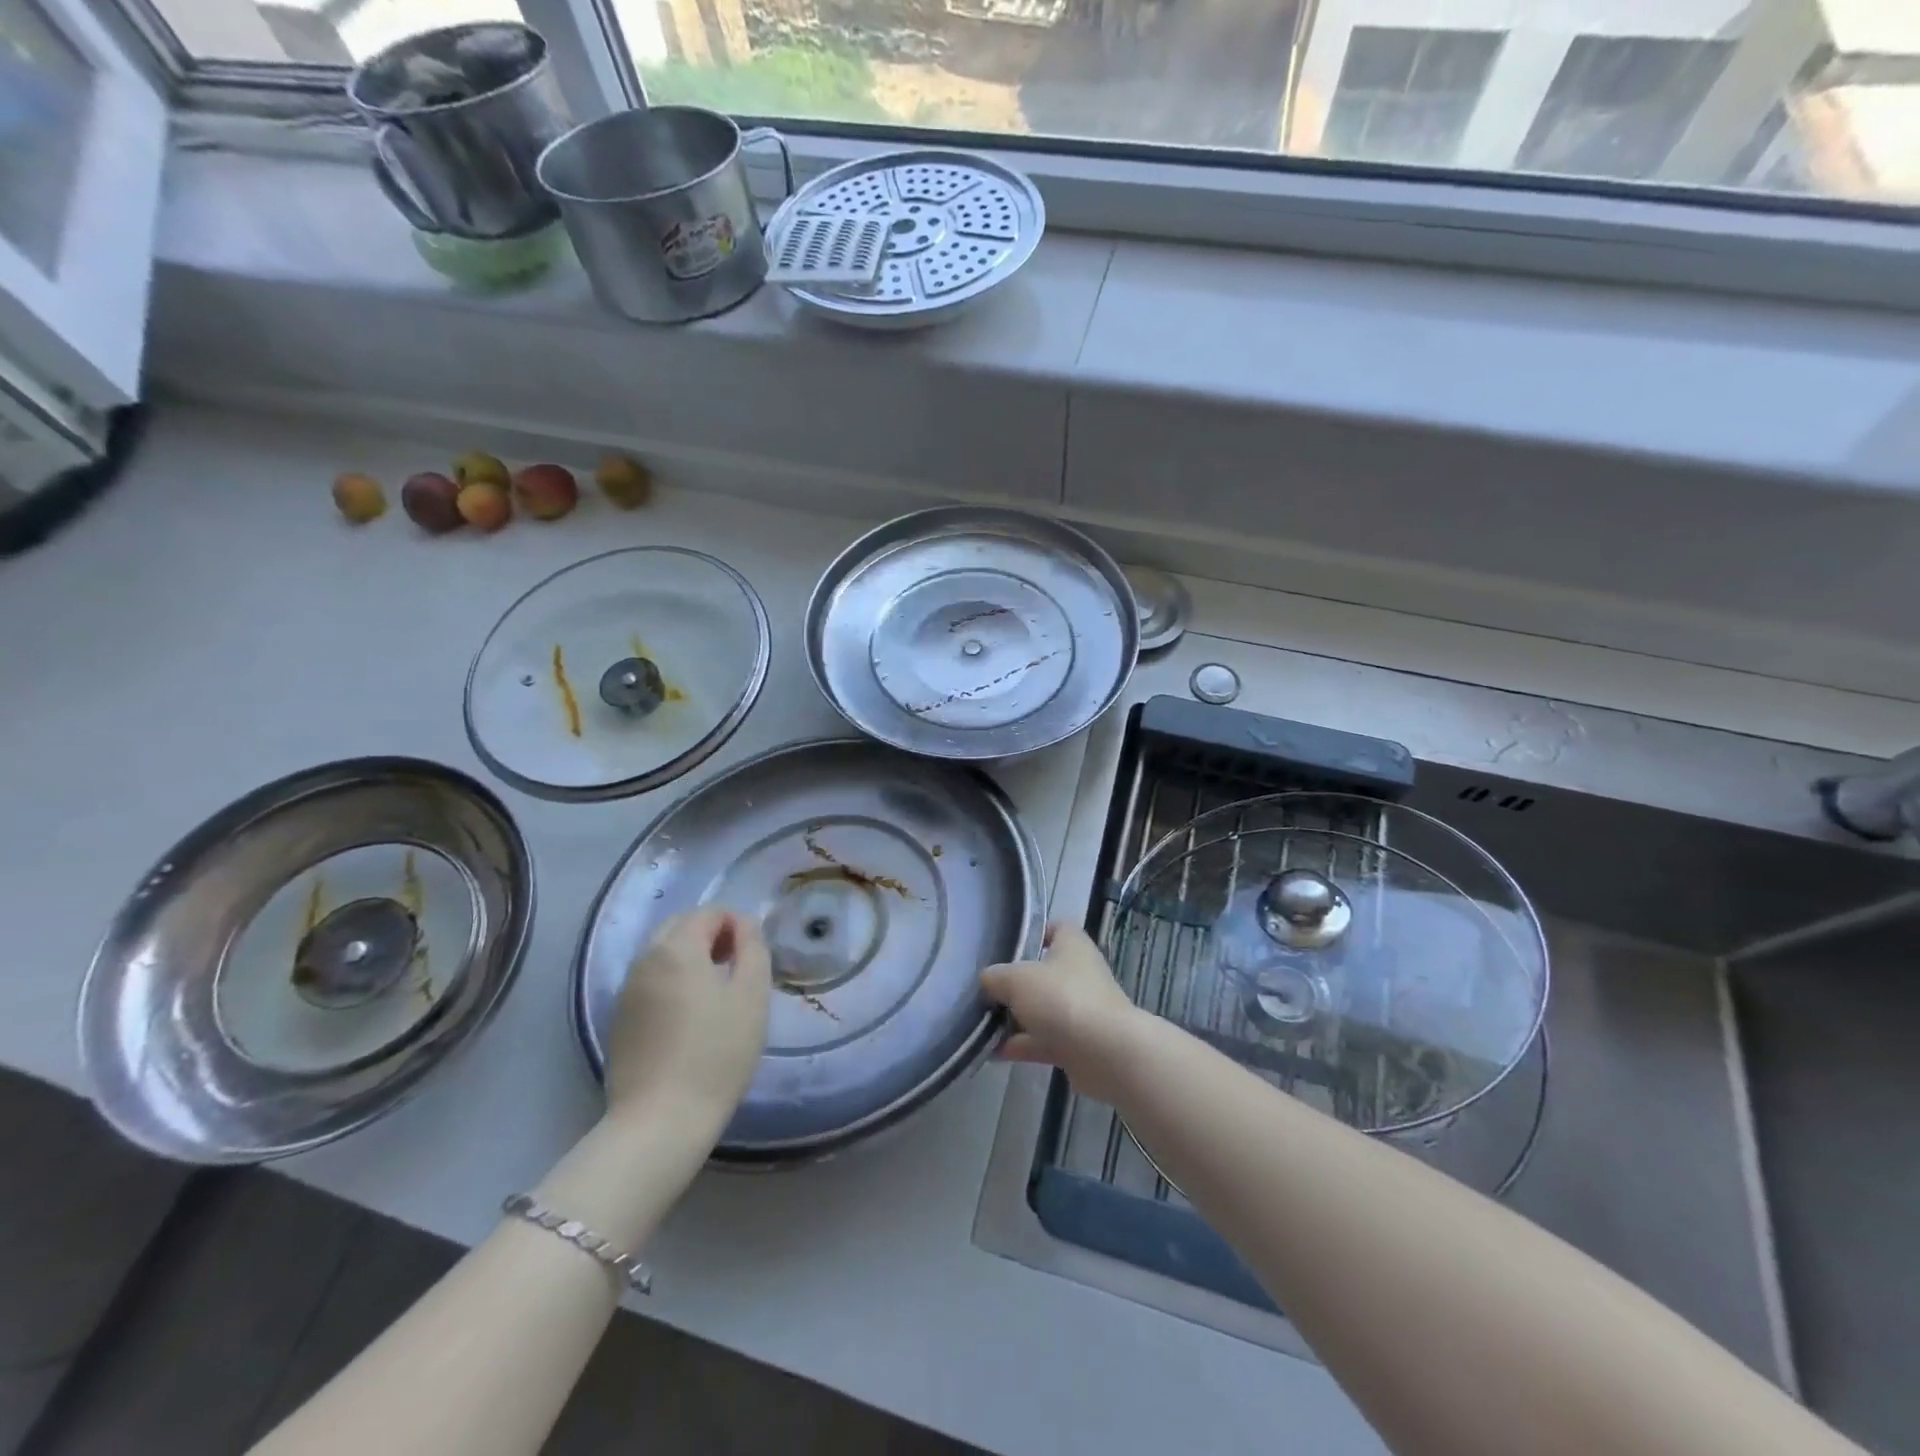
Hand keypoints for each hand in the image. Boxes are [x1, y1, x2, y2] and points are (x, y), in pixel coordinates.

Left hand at [605, 909, 770, 1146]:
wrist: (660, 1120)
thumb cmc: (717, 1053)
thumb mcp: (752, 995)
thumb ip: (752, 948)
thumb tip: (744, 925)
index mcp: (676, 948)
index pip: (709, 912)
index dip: (737, 924)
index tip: (754, 954)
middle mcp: (644, 960)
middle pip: (680, 927)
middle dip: (711, 935)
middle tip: (737, 966)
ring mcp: (626, 991)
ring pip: (662, 954)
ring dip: (691, 958)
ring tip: (717, 992)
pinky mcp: (619, 1021)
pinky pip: (650, 983)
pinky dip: (672, 982)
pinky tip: (690, 1018)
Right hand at [981, 922, 1141, 1104]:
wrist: (1106, 1054)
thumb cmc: (1062, 999)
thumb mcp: (1017, 979)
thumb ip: (995, 977)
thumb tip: (986, 980)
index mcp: (1072, 946)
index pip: (1055, 928)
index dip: (1033, 933)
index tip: (1006, 945)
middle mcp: (1079, 974)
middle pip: (1042, 972)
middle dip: (1014, 982)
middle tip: (984, 990)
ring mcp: (1079, 1010)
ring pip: (1041, 1008)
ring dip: (1014, 1018)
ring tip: (981, 1024)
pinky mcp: (1077, 1043)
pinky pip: (1043, 1039)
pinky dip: (1021, 1045)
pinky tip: (993, 1052)